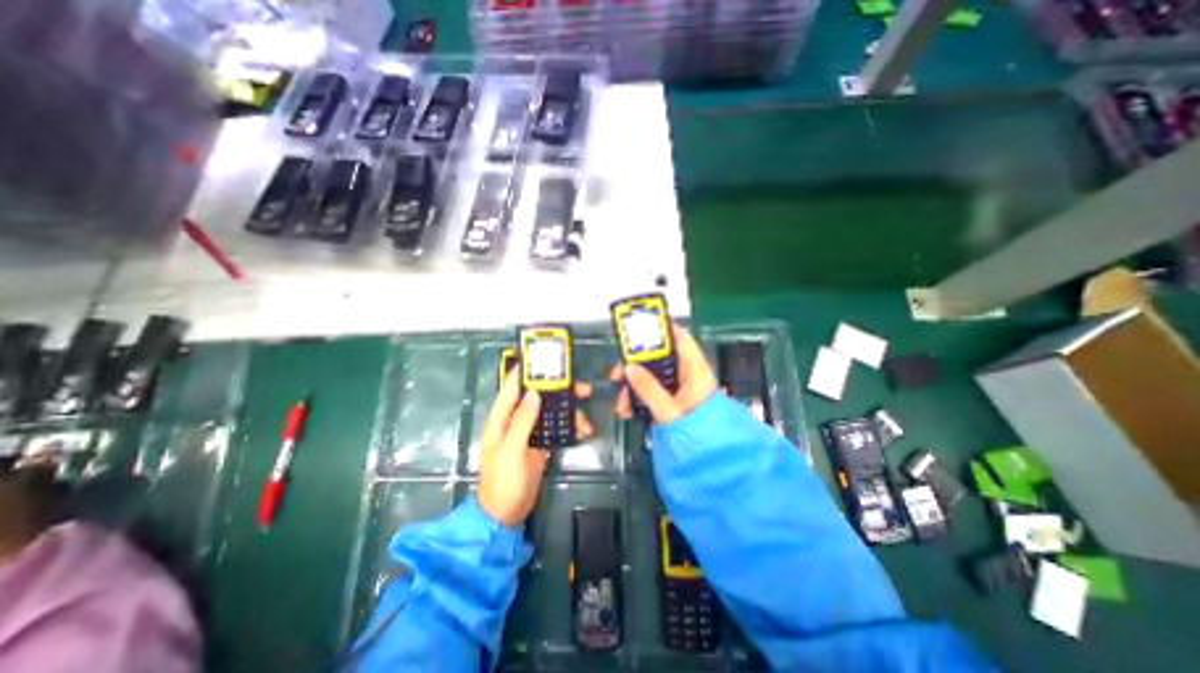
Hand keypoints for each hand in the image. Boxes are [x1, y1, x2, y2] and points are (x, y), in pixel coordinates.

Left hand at [475, 368, 593, 524]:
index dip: (525, 371)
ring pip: (550, 412)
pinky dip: (569, 427)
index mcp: (501, 418)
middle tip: (582, 388)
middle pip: (537, 397)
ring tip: (585, 420)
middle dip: (558, 391)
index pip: (512, 387)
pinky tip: (582, 431)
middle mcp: (515, 420)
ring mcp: (529, 431)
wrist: (505, 513)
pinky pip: (556, 428)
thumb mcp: (511, 449)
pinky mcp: (540, 443)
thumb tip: (534, 393)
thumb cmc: (503, 481)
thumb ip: (522, 421)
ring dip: (568, 412)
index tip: (543, 358)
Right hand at [613, 322, 715, 424]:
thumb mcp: (669, 410)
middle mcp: (687, 374)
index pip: (680, 337)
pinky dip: (640, 398)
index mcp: (694, 369)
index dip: (661, 328)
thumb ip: (648, 388)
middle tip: (618, 375)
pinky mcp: (673, 401)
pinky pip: (653, 391)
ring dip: (634, 386)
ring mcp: (679, 388)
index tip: (639, 328)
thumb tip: (629, 368)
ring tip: (622, 404)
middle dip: (635, 366)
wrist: (709, 458)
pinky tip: (628, 410)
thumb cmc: (696, 432)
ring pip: (652, 376)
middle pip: (658, 358)